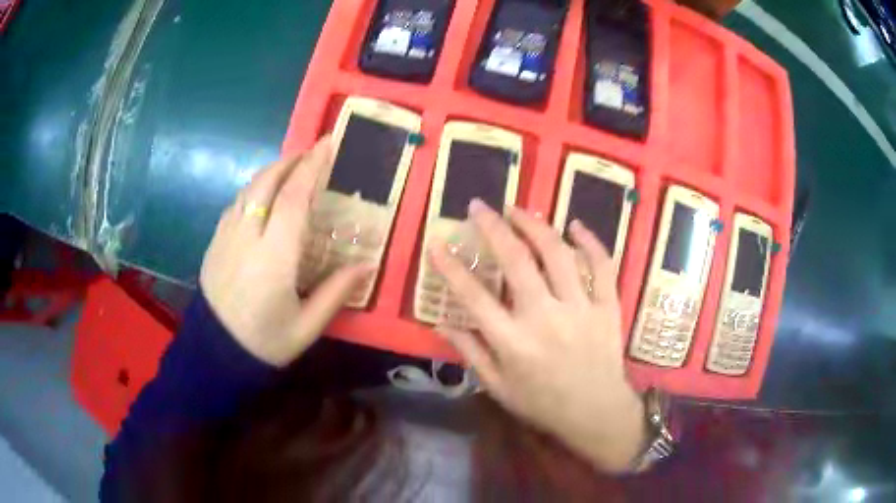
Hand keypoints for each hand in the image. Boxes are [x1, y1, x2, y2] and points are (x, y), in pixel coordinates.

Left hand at [200, 137, 371, 366]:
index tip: (326, 145)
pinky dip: (253, 191)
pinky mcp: (214, 243)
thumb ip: (336, 292)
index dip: (311, 167)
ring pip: (247, 190)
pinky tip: (263, 198)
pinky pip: (235, 205)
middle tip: (311, 153)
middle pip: (265, 183)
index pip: (293, 198)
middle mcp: (246, 238)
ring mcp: (225, 238)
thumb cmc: (264, 343)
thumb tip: (366, 264)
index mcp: (274, 258)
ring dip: (270, 173)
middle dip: (289, 162)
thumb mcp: (307, 326)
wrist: (216, 355)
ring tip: (290, 169)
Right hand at [429, 200, 646, 472]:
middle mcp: (545, 318)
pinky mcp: (607, 306)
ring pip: (557, 254)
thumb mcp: (497, 387)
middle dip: (494, 228)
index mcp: (513, 342)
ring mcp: (580, 308)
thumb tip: (441, 323)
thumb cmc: (542, 403)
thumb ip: (470, 353)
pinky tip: (575, 225)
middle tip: (479, 206)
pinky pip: (602, 266)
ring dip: (535, 225)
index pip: (473, 297)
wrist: (596, 413)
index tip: (437, 244)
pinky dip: (590, 241)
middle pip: (516, 261)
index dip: (450, 268)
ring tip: (518, 209)